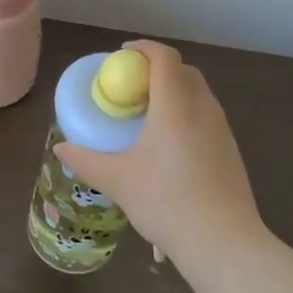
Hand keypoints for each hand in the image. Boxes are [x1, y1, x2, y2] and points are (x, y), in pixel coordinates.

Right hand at [54, 40, 264, 270]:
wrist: (224, 243)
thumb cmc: (166, 202)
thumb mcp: (118, 181)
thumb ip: (86, 160)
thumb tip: (61, 148)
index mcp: (175, 104)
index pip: (164, 57)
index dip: (143, 49)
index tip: (122, 56)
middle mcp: (203, 108)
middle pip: (183, 71)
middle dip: (157, 69)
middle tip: (132, 87)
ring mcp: (222, 129)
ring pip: (198, 94)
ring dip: (175, 92)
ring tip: (149, 117)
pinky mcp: (231, 151)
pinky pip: (207, 117)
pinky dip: (187, 115)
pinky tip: (171, 147)